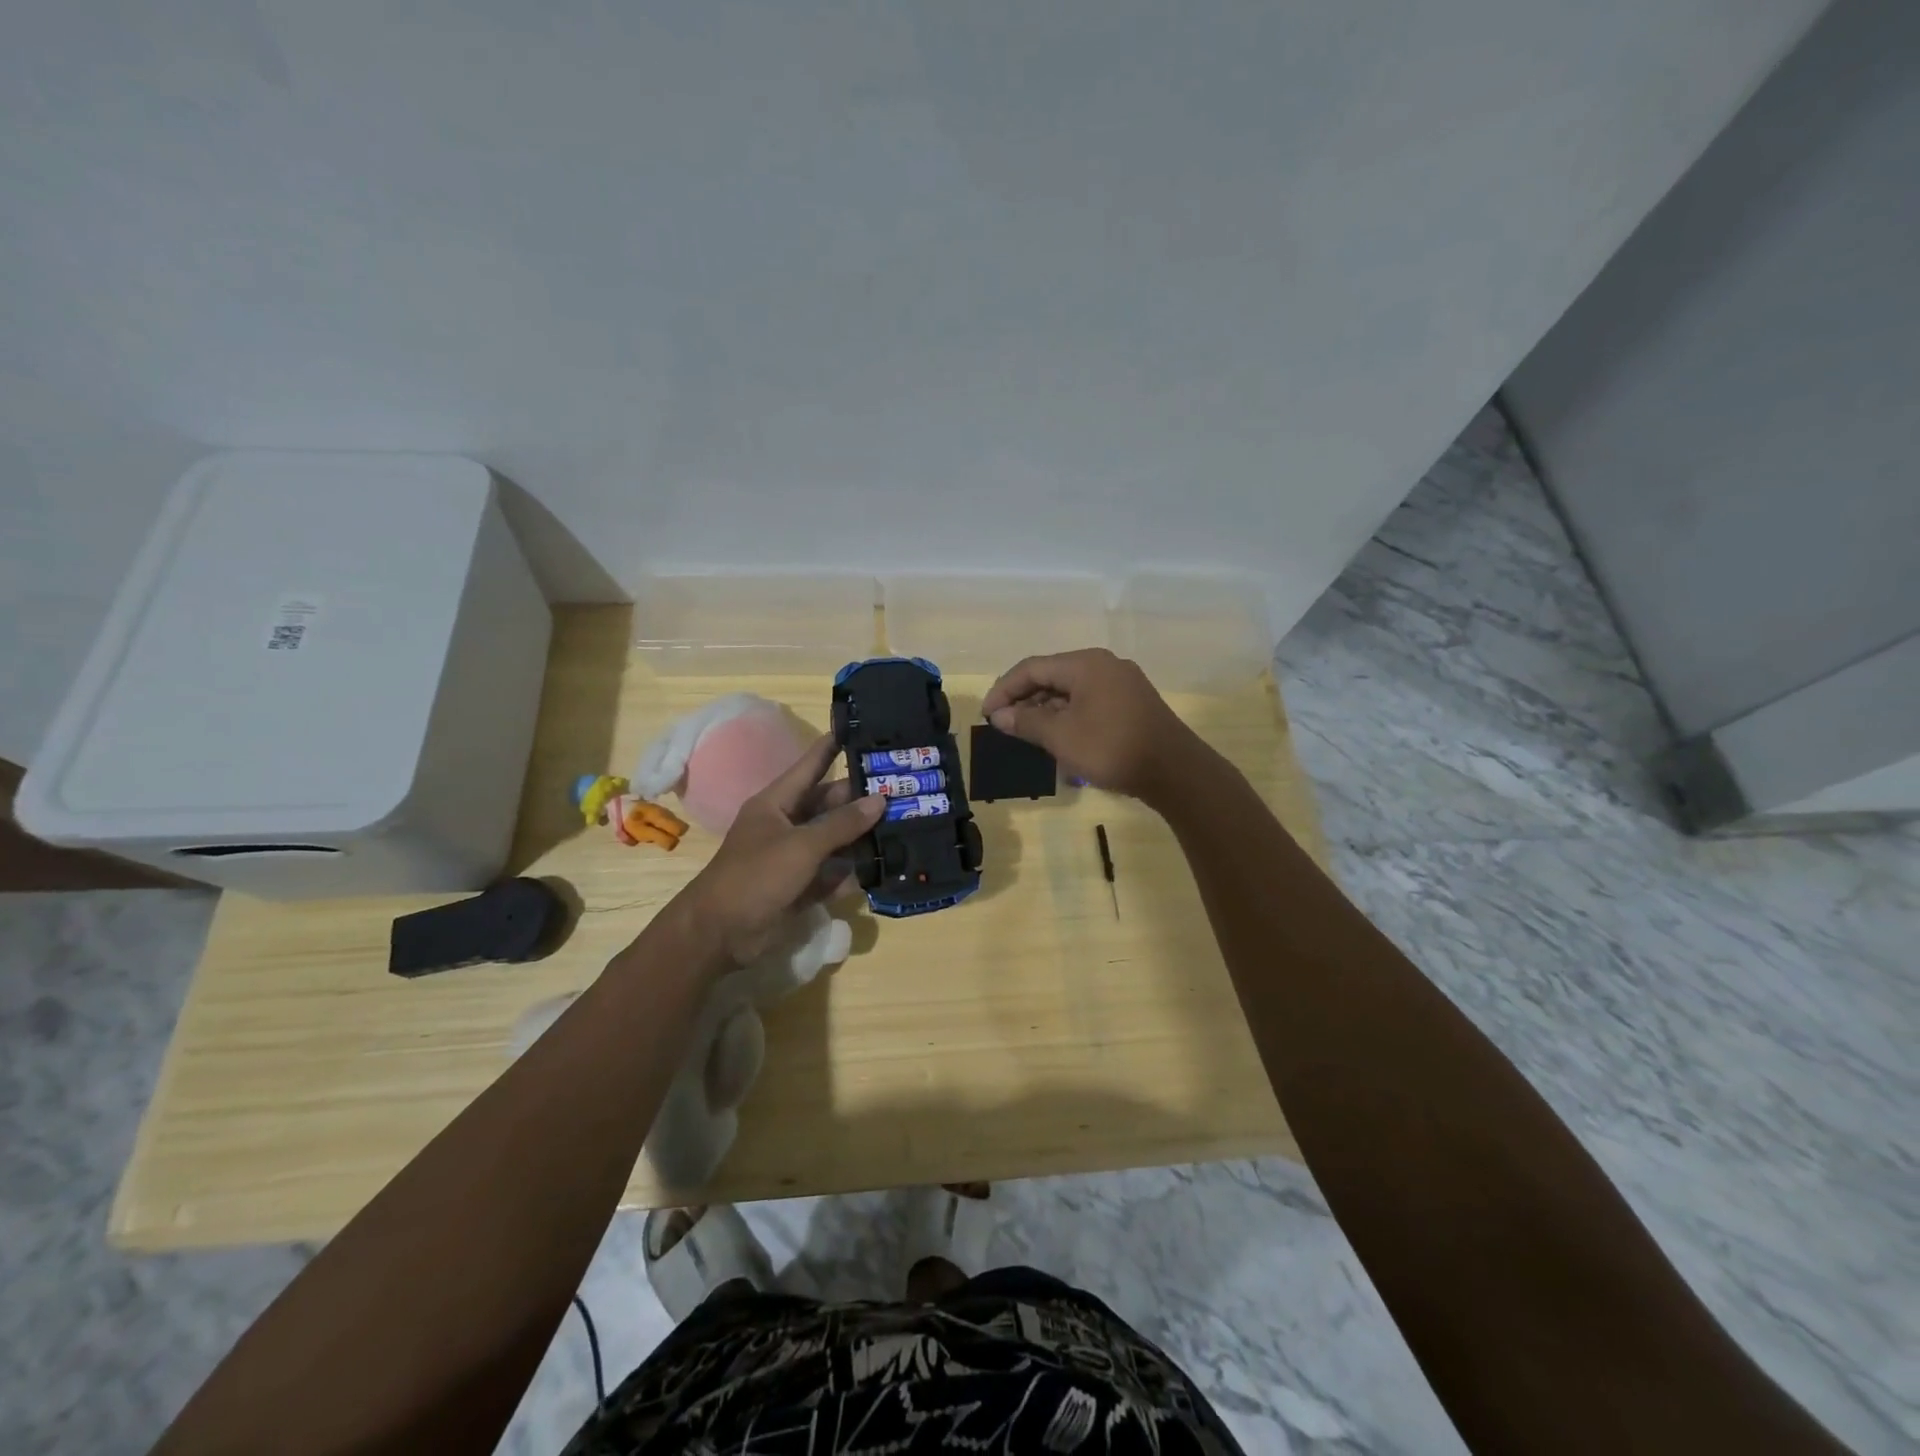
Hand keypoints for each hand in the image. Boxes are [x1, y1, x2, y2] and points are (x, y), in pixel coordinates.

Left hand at [676, 734, 882, 966]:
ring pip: (834, 839)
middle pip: (829, 804)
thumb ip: (842, 824)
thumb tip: (879, 799)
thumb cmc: (756, 876)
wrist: (720, 933)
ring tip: (902, 825)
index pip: (811, 766)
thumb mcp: (802, 845)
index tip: (861, 730)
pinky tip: (882, 867)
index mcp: (777, 803)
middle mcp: (786, 824)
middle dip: (861, 798)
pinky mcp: (800, 886)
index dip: (833, 747)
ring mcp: (793, 857)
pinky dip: (851, 872)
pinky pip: (832, 872)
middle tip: (901, 789)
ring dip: (861, 836)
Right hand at [981, 648, 1206, 804]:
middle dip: (1024, 699)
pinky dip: (1068, 715)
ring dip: (1045, 710)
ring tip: (1026, 734)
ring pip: (1071, 690)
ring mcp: (1121, 683)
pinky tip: (1058, 737)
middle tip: (1003, 725)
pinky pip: (1089, 701)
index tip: (986, 714)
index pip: (1032, 668)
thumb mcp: (1061, 737)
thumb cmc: (1111, 748)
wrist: (1174, 771)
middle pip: (1052, 676)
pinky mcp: (1132, 703)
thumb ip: (1026, 722)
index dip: (1004, 689)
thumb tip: (1000, 716)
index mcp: (1085, 664)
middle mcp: (1104, 665)